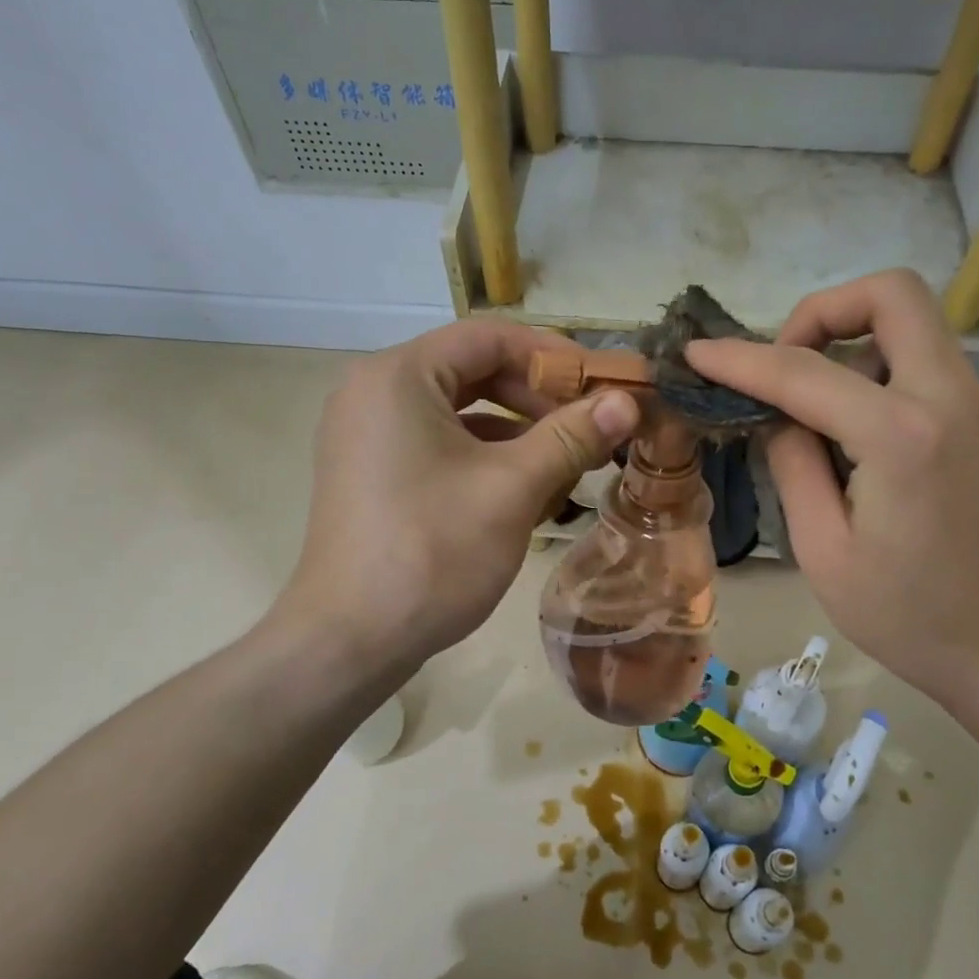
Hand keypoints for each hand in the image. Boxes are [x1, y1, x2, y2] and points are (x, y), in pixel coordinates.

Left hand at [277, 319, 639, 677]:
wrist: (350, 641)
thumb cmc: (433, 553)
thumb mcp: (513, 488)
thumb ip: (572, 436)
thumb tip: (629, 402)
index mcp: (398, 376)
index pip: (488, 337)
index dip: (554, 356)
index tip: (602, 385)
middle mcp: (374, 392)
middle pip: (473, 371)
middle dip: (538, 399)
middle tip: (591, 428)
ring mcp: (367, 435)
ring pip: (459, 412)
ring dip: (517, 432)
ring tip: (569, 463)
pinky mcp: (371, 473)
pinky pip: (438, 445)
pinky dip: (485, 458)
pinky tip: (526, 491)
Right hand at [686, 270, 978, 706]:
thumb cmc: (910, 618)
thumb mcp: (823, 552)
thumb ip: (793, 466)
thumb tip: (779, 417)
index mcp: (901, 436)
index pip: (803, 372)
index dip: (739, 358)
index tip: (698, 353)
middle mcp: (951, 398)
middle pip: (892, 293)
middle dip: (822, 311)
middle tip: (785, 364)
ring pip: (913, 325)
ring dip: (853, 344)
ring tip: (817, 413)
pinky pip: (929, 365)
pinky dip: (882, 374)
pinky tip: (859, 438)